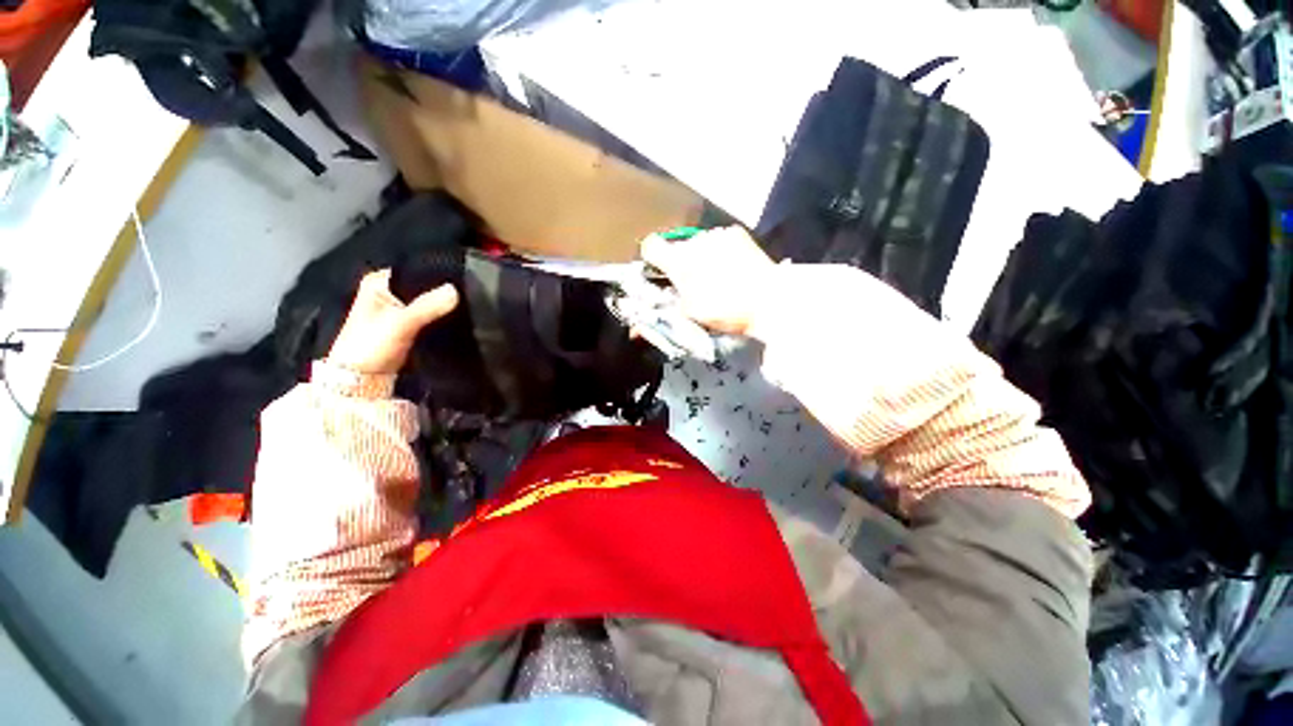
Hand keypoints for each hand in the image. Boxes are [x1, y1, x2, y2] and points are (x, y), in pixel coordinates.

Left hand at [326, 269, 458, 374]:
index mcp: (378, 282)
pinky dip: (439, 318)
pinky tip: (456, 319)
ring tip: (467, 306)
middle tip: (467, 295)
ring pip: (427, 303)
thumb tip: (456, 290)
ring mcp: (398, 310)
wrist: (360, 381)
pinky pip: (429, 316)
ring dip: (442, 307)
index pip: (414, 271)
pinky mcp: (407, 326)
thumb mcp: (400, 323)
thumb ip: (427, 306)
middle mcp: (387, 292)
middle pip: (423, 287)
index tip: (461, 280)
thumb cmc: (370, 346)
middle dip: (441, 293)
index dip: (436, 276)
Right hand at [640, 226, 775, 335]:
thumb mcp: (690, 316)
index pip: (650, 246)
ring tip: (719, 276)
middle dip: (682, 262)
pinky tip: (733, 267)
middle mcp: (694, 241)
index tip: (660, 271)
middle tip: (695, 283)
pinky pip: (719, 240)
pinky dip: (721, 251)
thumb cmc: (725, 310)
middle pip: (678, 248)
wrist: (768, 301)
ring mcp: (717, 234)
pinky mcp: (736, 233)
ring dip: (702, 256)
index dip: (652, 258)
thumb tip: (642, 321)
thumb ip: (666, 310)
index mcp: (679, 261)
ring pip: (700, 244)